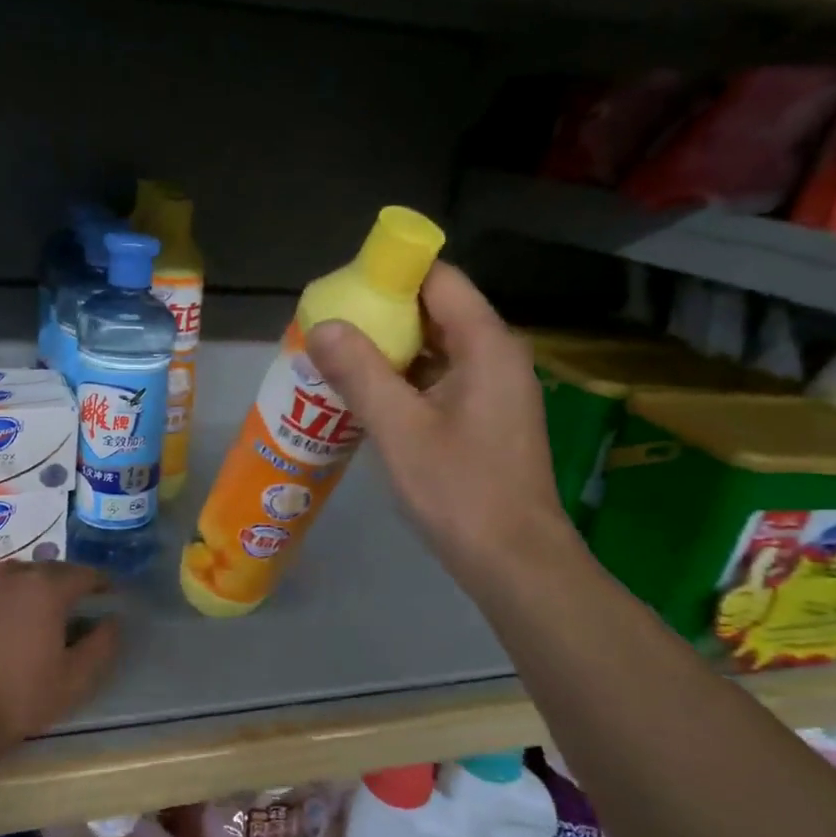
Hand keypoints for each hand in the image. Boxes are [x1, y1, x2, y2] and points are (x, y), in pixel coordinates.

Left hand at [0, 563, 121, 747]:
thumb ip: (102, 644)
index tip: (108, 595)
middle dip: (66, 583)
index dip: (100, 584)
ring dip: (32, 587)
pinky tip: (4, 622)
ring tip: (38, 610)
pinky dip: (3, 598)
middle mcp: (13, 574)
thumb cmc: (20, 696)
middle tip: (75, 605)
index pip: (84, 574)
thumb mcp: (76, 678)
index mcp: (47, 587)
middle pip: (49, 569)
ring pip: (16, 575)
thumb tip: (112, 621)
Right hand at [307, 263, 578, 594]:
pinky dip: (404, 381)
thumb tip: (320, 326)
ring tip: (336, 360)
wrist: (515, 562)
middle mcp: (496, 356)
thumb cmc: (460, 491)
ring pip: (436, 349)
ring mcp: (493, 389)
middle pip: (436, 312)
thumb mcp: (400, 429)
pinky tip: (366, 398)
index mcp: (486, 345)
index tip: (343, 288)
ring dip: (389, 352)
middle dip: (382, 316)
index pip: (439, 279)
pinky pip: (440, 381)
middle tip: (329, 328)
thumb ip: (359, 373)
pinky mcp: (485, 418)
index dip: (392, 274)